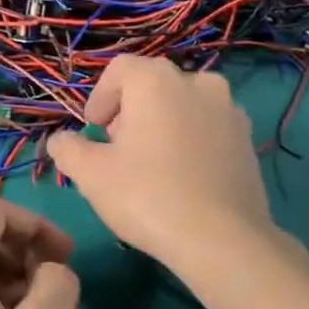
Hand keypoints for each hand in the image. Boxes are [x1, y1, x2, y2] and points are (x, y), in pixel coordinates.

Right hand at [46, 56, 271, 267]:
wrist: (222, 239)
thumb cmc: (147, 196)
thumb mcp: (91, 174)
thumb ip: (68, 149)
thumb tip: (61, 140)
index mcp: (156, 81)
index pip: (120, 69)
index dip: (100, 97)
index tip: (93, 130)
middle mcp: (197, 83)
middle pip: (153, 85)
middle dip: (130, 111)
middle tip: (117, 148)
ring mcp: (228, 110)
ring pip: (184, 105)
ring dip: (163, 123)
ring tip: (151, 163)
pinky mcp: (247, 140)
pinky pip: (208, 128)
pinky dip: (191, 140)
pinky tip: (183, 176)